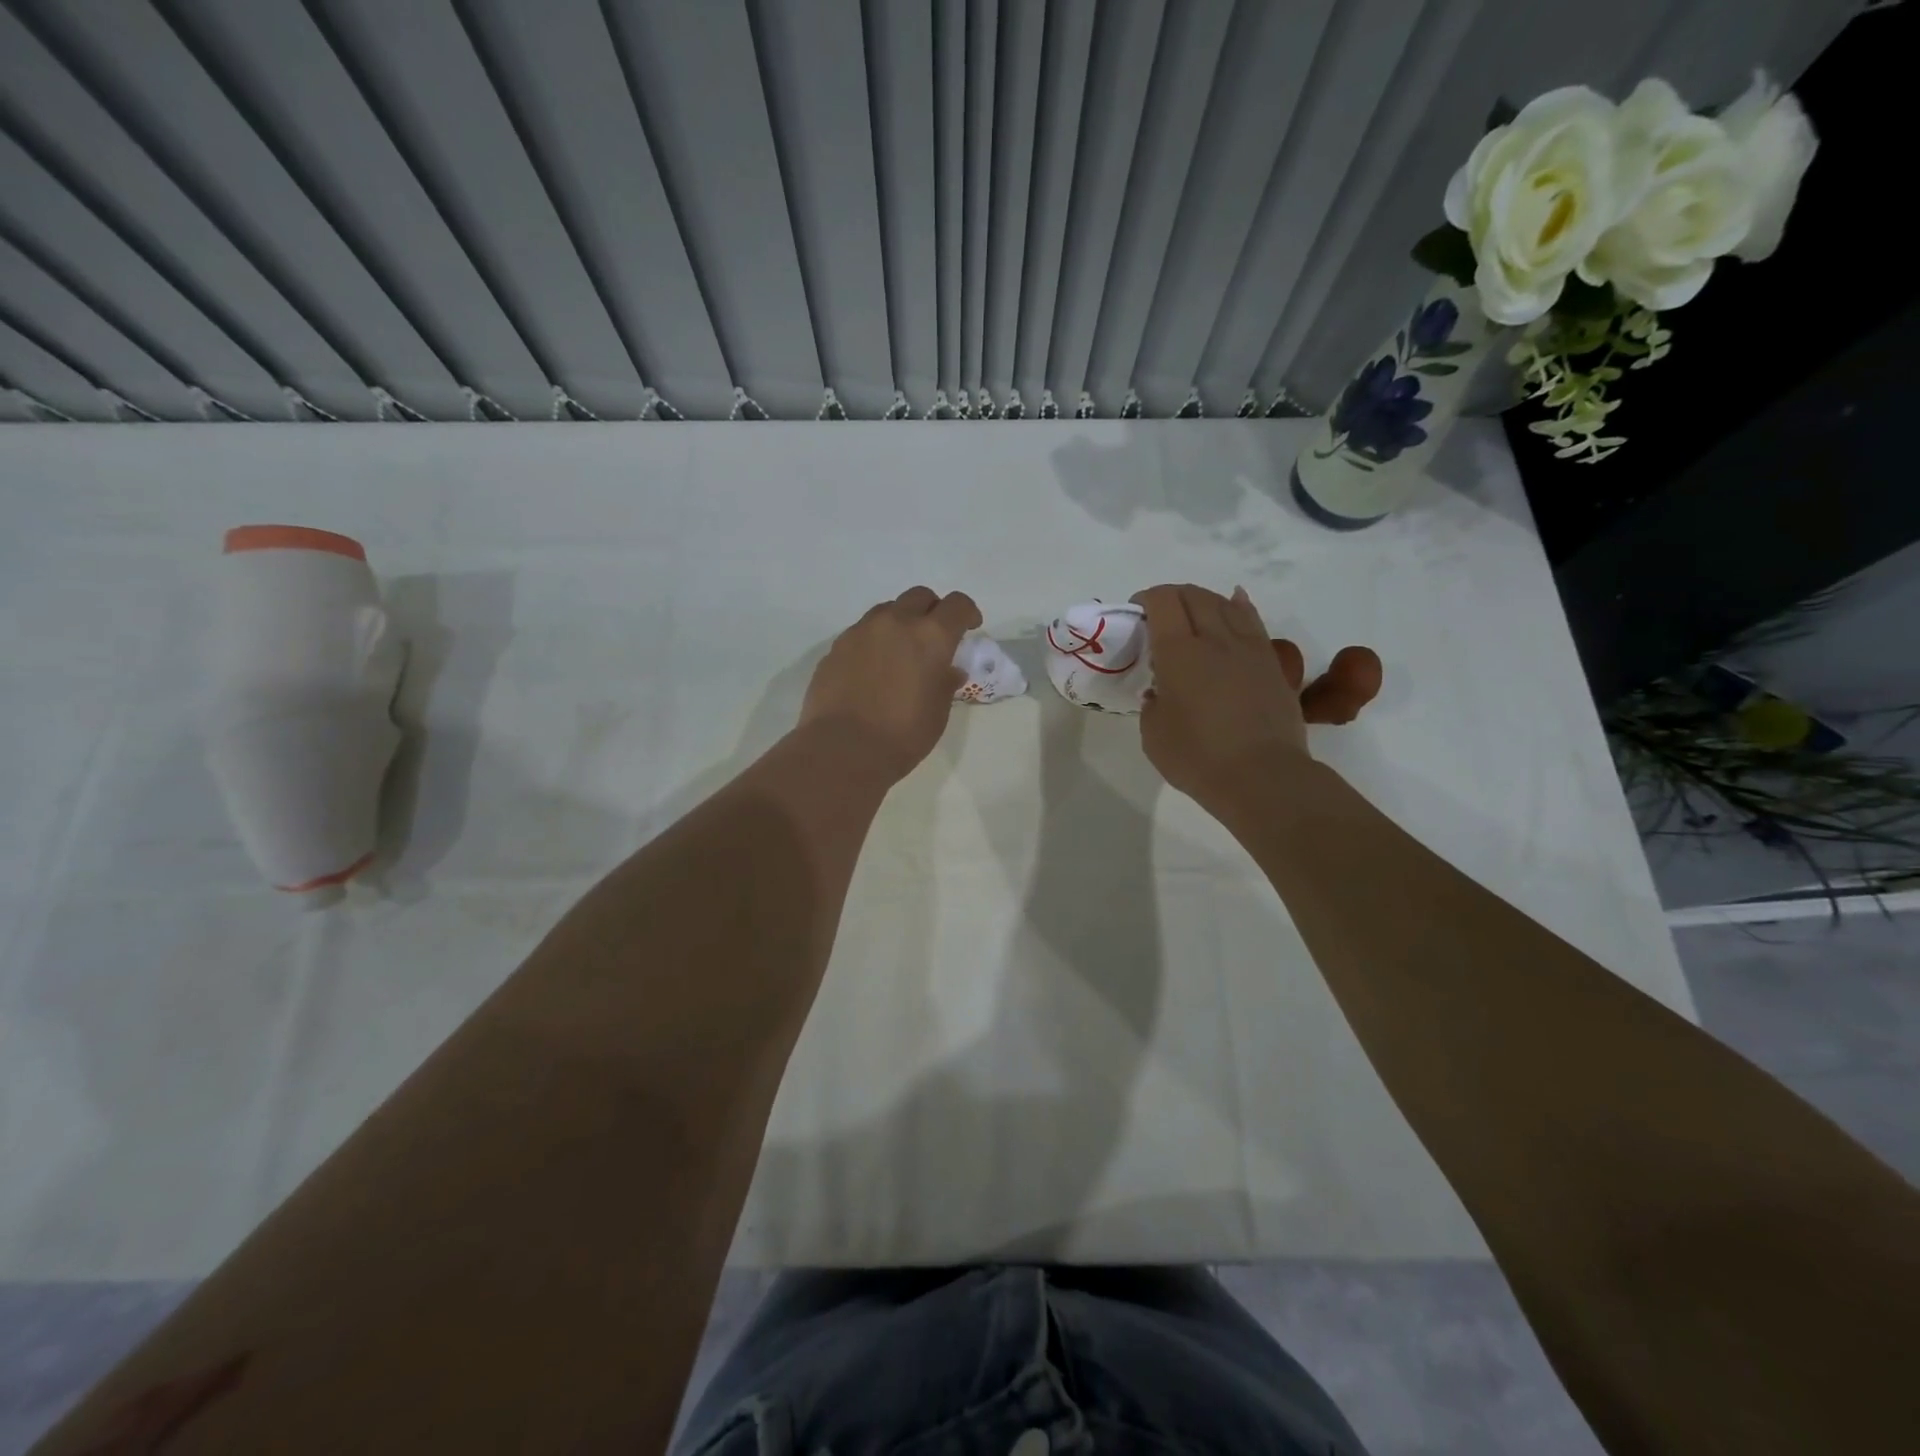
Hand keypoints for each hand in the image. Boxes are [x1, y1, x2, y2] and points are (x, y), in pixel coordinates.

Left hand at [798, 586, 982, 780]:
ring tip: (901, 651)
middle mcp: (895, 623)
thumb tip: (948, 670)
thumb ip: (945, 683)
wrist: (843, 749)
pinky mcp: (836, 647)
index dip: (967, 612)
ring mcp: (861, 631)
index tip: (969, 627)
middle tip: (934, 637)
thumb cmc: (903, 735)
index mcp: (930, 636)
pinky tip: (873, 668)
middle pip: (919, 597)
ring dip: (900, 621)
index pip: (957, 605)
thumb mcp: (938, 712)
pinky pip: (862, 632)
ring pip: (887, 610)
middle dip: (932, 610)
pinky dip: (874, 641)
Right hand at [1132, 583, 1309, 809]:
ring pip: (1225, 604)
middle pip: (1194, 596)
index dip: (1147, 598)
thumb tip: (1161, 692)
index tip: (1136, 612)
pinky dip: (1239, 606)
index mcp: (1179, 652)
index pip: (1163, 603)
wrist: (1263, 777)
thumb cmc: (1198, 758)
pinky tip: (1235, 602)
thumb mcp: (1153, 734)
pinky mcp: (1272, 663)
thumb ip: (1153, 704)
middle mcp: (1215, 639)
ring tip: (1193, 612)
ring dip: (1204, 600)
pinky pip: (1253, 621)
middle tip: (1160, 615)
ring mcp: (1248, 648)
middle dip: (1172, 596)